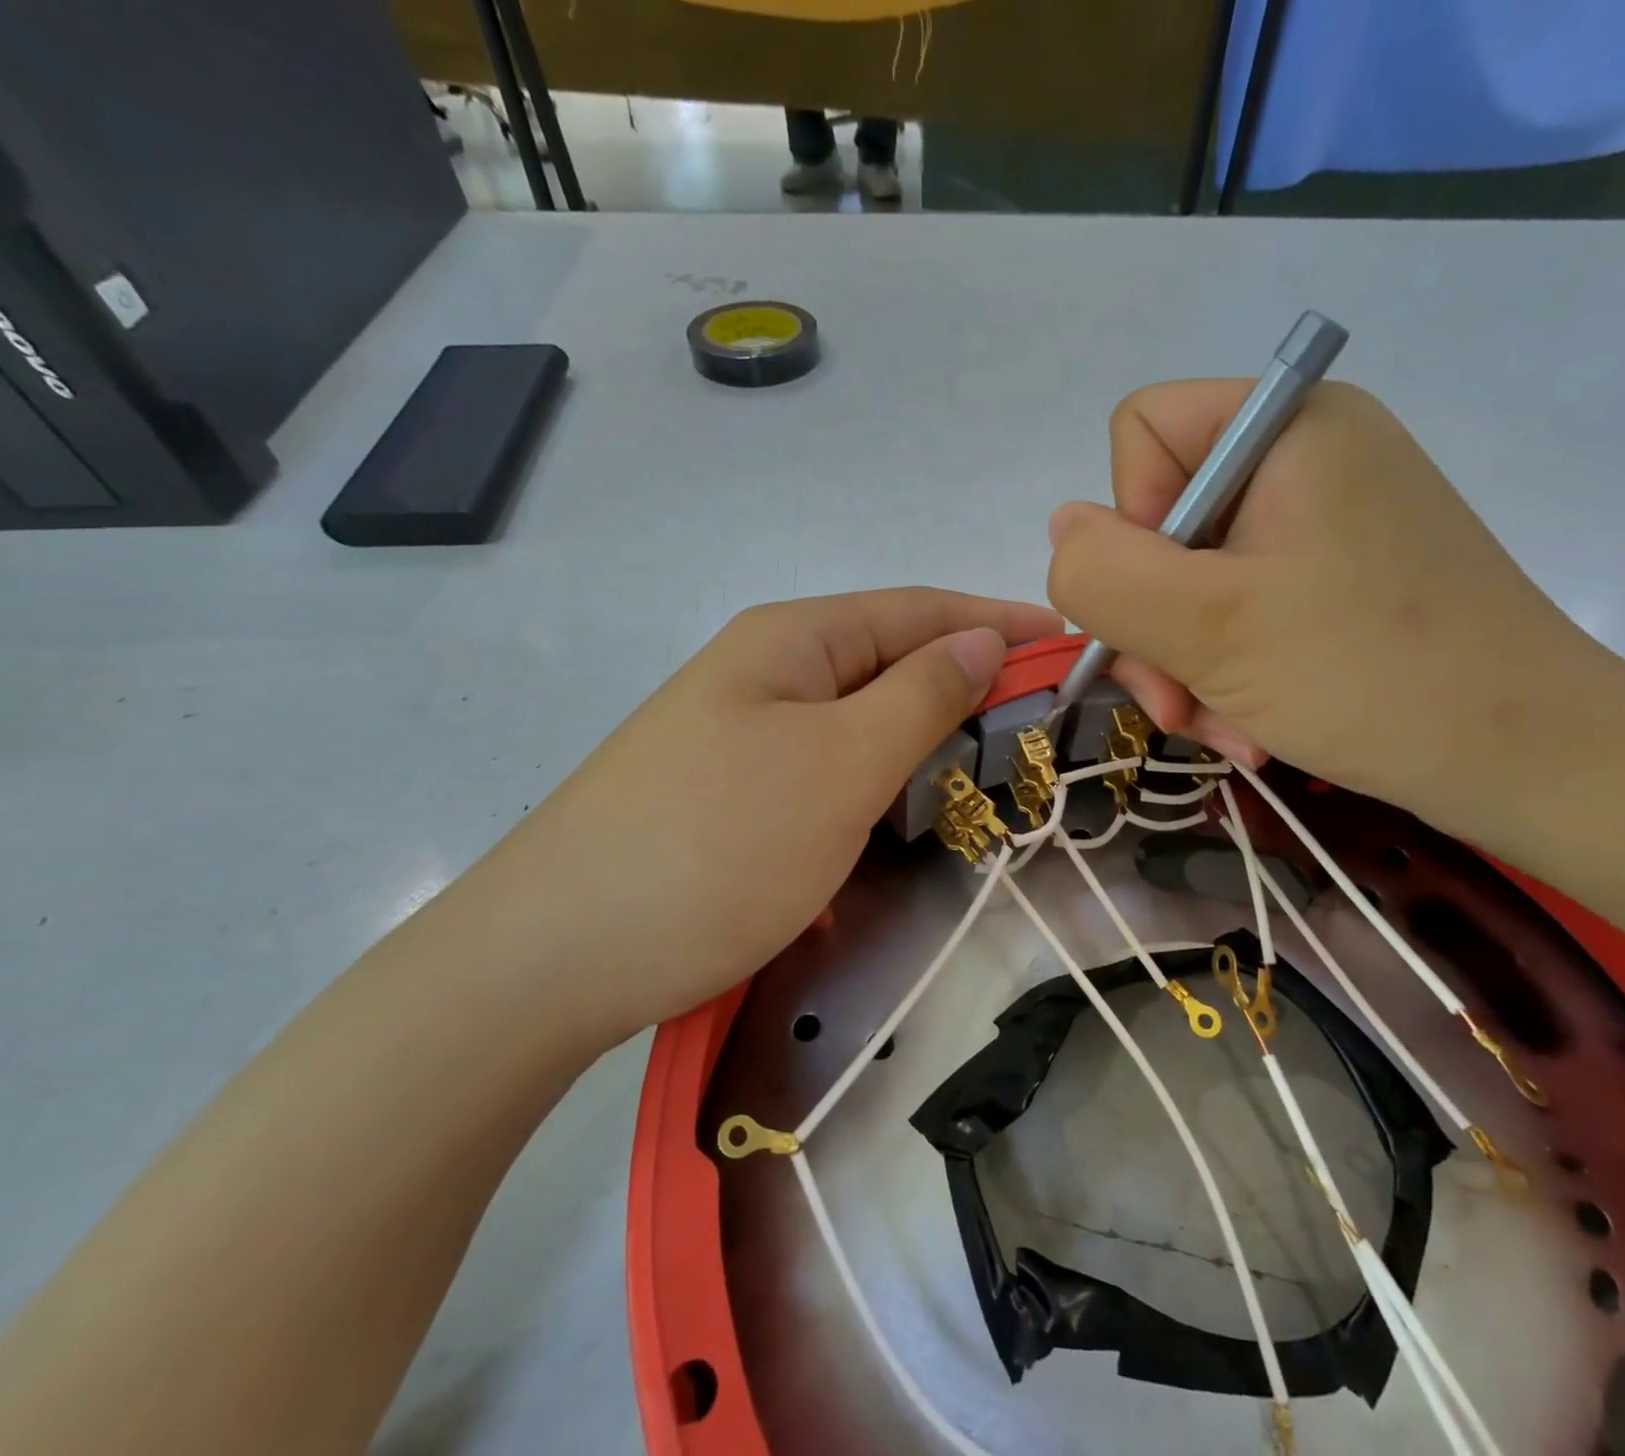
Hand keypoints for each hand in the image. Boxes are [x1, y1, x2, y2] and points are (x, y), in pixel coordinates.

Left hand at [433, 589, 1060, 1048]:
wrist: (554, 959)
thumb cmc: (716, 846)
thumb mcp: (840, 763)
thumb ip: (920, 696)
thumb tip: (981, 641)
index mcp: (792, 641)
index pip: (919, 611)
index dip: (997, 622)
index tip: (1070, 643)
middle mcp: (765, 673)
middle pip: (889, 662)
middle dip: (966, 684)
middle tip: (1041, 721)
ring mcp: (743, 737)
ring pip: (859, 722)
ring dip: (922, 739)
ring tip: (988, 765)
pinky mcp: (732, 797)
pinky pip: (827, 772)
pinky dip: (877, 784)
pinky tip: (901, 813)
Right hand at [1046, 380, 1610, 821]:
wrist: (1530, 761)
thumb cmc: (1369, 676)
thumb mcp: (1206, 625)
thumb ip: (1103, 571)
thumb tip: (1063, 530)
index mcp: (1285, 426)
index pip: (1141, 434)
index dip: (1129, 523)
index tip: (1168, 603)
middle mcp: (1303, 458)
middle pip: (1161, 522)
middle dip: (1154, 625)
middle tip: (1177, 703)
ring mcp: (1322, 524)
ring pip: (1191, 581)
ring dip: (1185, 664)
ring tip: (1221, 727)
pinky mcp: (1335, 580)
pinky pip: (1237, 611)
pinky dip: (1226, 670)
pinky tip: (1248, 724)